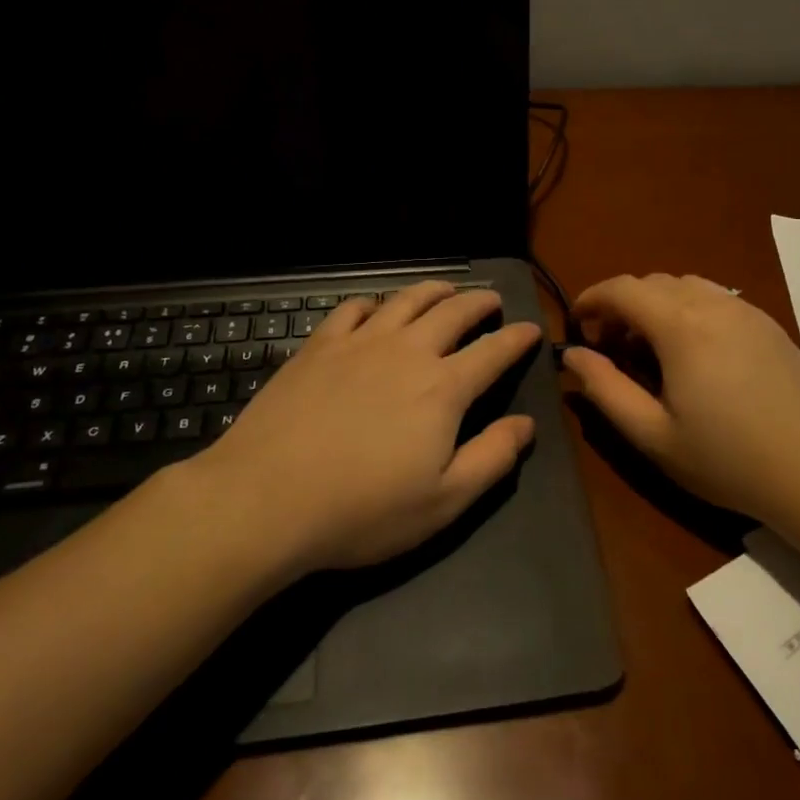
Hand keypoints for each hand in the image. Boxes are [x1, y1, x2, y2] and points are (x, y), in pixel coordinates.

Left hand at [194, 282, 541, 572]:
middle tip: (492, 300)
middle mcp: (407, 352)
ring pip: (405, 300)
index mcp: (443, 388)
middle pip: (453, 312)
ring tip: (445, 290)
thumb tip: (526, 424)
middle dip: (479, 302)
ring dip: (433, 291)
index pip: (493, 351)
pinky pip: (352, 309)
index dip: (517, 338)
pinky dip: (373, 303)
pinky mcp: (318, 346)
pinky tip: (374, 309)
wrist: (267, 498)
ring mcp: (359, 343)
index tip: (532, 329)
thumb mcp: (444, 501)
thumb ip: (492, 458)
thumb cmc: (363, 510)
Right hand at [562, 273, 799, 523]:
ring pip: (686, 286)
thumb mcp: (653, 434)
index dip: (591, 299)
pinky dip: (689, 310)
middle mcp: (713, 304)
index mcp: (681, 326)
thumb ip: (605, 388)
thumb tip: (573, 353)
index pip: (623, 289)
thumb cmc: (727, 459)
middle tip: (611, 348)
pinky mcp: (770, 324)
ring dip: (656, 305)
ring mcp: (747, 310)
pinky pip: (717, 298)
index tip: (576, 325)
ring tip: (652, 349)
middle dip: (622, 305)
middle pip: (653, 283)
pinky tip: (695, 354)